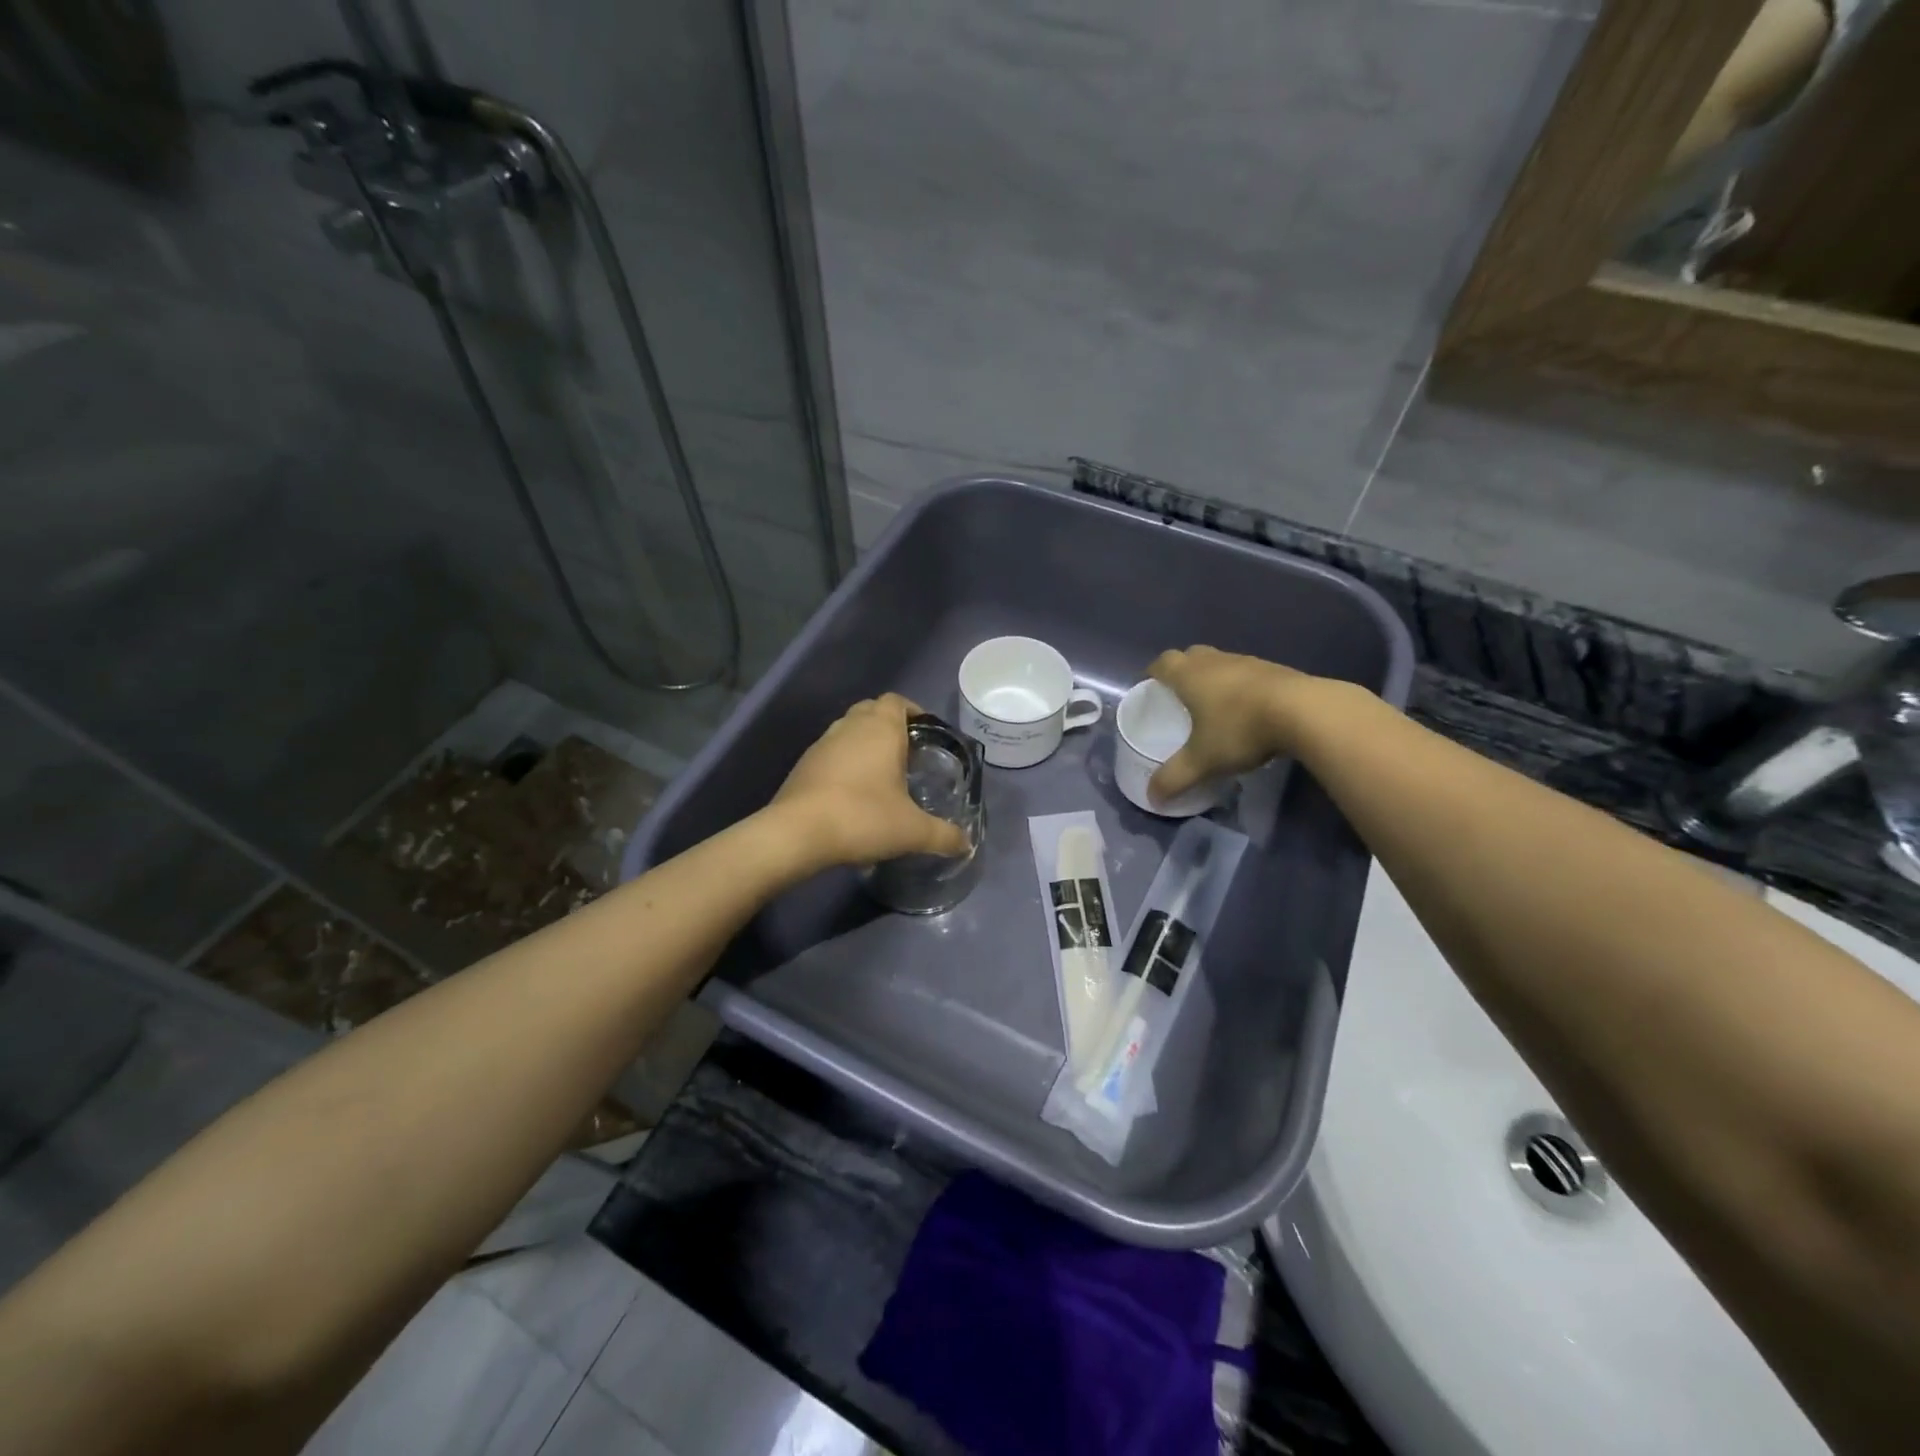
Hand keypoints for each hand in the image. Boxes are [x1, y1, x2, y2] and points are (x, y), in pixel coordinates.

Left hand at [769, 694, 971, 868]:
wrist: (797, 833)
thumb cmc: (863, 818)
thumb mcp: (912, 831)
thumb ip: (943, 835)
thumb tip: (966, 844)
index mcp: (881, 729)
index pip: (897, 701)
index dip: (913, 711)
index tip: (926, 734)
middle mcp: (849, 727)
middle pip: (872, 711)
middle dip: (890, 727)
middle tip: (907, 755)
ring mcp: (822, 743)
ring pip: (848, 731)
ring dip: (864, 745)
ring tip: (881, 776)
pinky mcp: (803, 765)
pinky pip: (831, 754)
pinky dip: (844, 764)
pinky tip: (852, 795)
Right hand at [1146, 646, 1303, 803]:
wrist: (1306, 712)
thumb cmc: (1240, 729)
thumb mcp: (1202, 761)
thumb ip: (1174, 778)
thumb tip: (1152, 798)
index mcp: (1190, 675)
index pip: (1162, 663)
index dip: (1153, 673)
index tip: (1150, 688)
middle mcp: (1215, 661)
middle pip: (1191, 656)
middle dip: (1182, 672)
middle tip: (1180, 697)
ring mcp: (1249, 662)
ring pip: (1222, 663)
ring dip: (1214, 678)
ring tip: (1215, 706)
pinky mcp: (1277, 670)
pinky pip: (1249, 674)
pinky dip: (1242, 687)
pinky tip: (1248, 711)